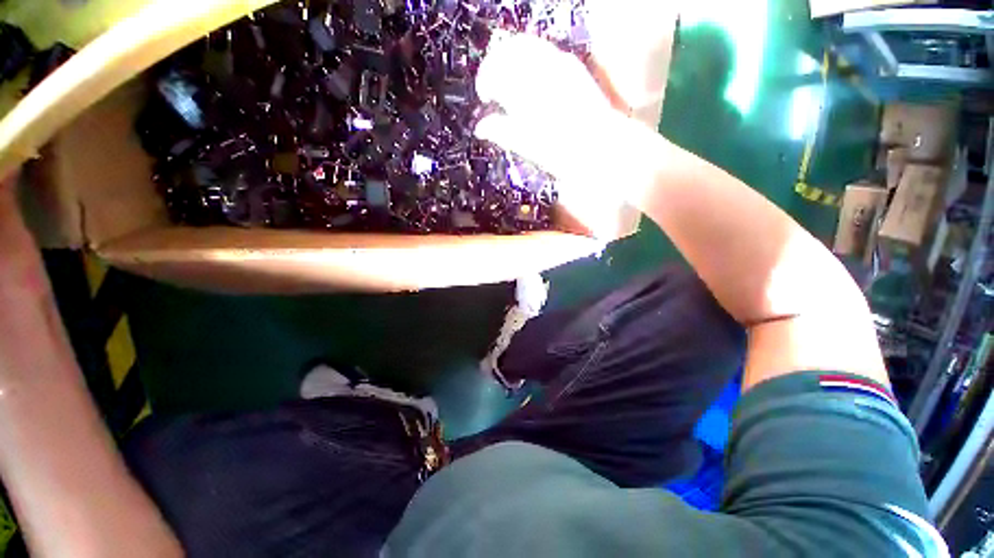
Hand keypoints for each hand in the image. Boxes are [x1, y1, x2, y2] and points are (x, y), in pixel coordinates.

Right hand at [474, 34, 653, 236]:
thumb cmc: (562, 153)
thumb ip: (503, 132)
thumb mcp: (528, 146)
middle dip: (495, 65)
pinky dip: (529, 59)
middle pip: (508, 50)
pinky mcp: (571, 67)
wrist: (602, 147)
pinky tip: (530, 79)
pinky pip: (543, 51)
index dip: (485, 81)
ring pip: (525, 45)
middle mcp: (541, 69)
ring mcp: (558, 63)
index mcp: (526, 90)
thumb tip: (481, 127)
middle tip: (493, 86)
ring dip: (511, 59)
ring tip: (510, 81)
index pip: (494, 70)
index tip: (484, 96)